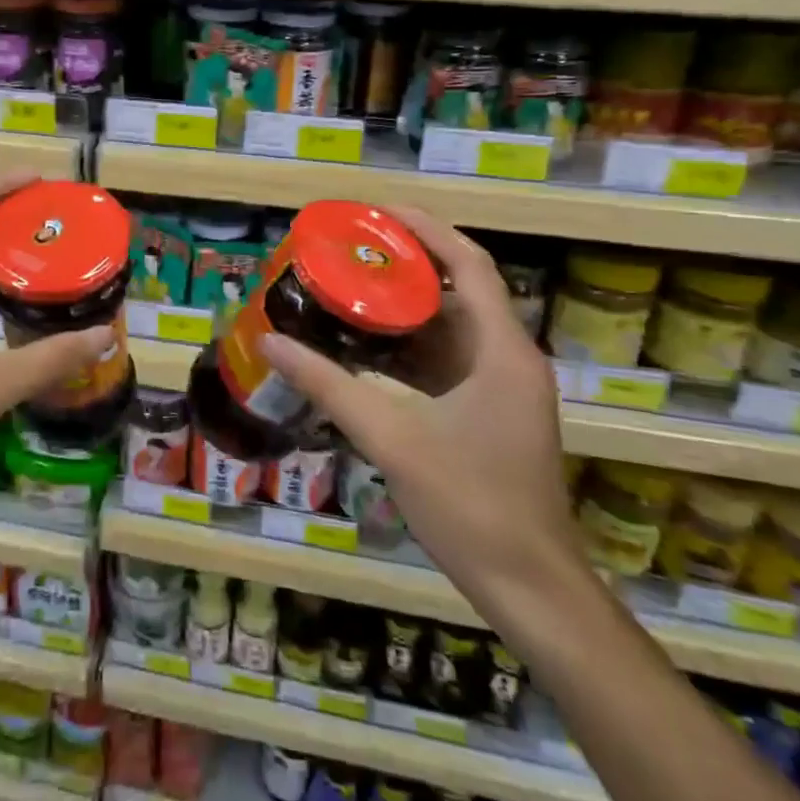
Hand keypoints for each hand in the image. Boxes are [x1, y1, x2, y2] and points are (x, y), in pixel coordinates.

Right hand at [258, 209, 579, 599]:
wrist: (530, 587)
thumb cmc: (470, 504)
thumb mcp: (390, 437)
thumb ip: (328, 385)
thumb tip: (269, 342)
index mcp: (501, 351)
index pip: (470, 264)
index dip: (426, 229)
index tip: (376, 213)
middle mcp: (509, 358)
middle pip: (460, 288)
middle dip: (406, 264)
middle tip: (350, 250)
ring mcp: (503, 387)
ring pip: (453, 326)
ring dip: (406, 306)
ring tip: (350, 287)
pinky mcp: (491, 412)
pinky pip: (449, 359)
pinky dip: (411, 345)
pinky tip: (367, 346)